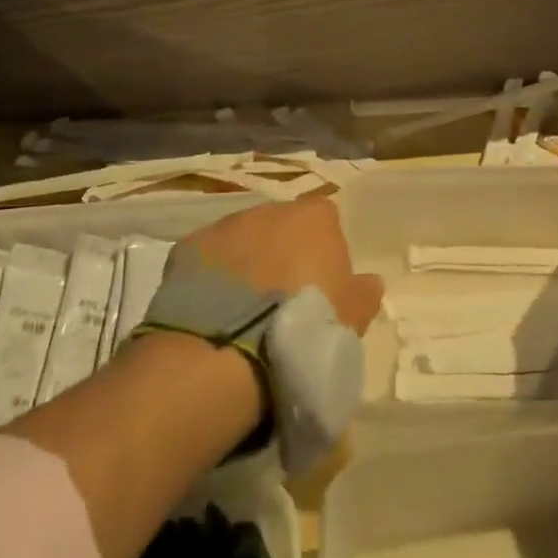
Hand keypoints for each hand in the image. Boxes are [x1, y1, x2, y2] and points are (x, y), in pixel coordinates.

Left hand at [175, 195, 384, 334]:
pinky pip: (207, 260)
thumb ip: (364, 292)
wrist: (228, 347)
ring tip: (243, 312)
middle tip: (281, 301)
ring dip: (246, 265)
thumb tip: (369, 281)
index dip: (323, 250)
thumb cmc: (305, 326)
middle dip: (282, 254)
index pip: (325, 220)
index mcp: (315, 218)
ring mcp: (225, 225)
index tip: (321, 285)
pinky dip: (211, 278)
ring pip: (242, 240)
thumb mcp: (353, 317)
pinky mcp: (188, 248)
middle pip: (282, 226)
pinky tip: (212, 313)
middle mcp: (270, 210)